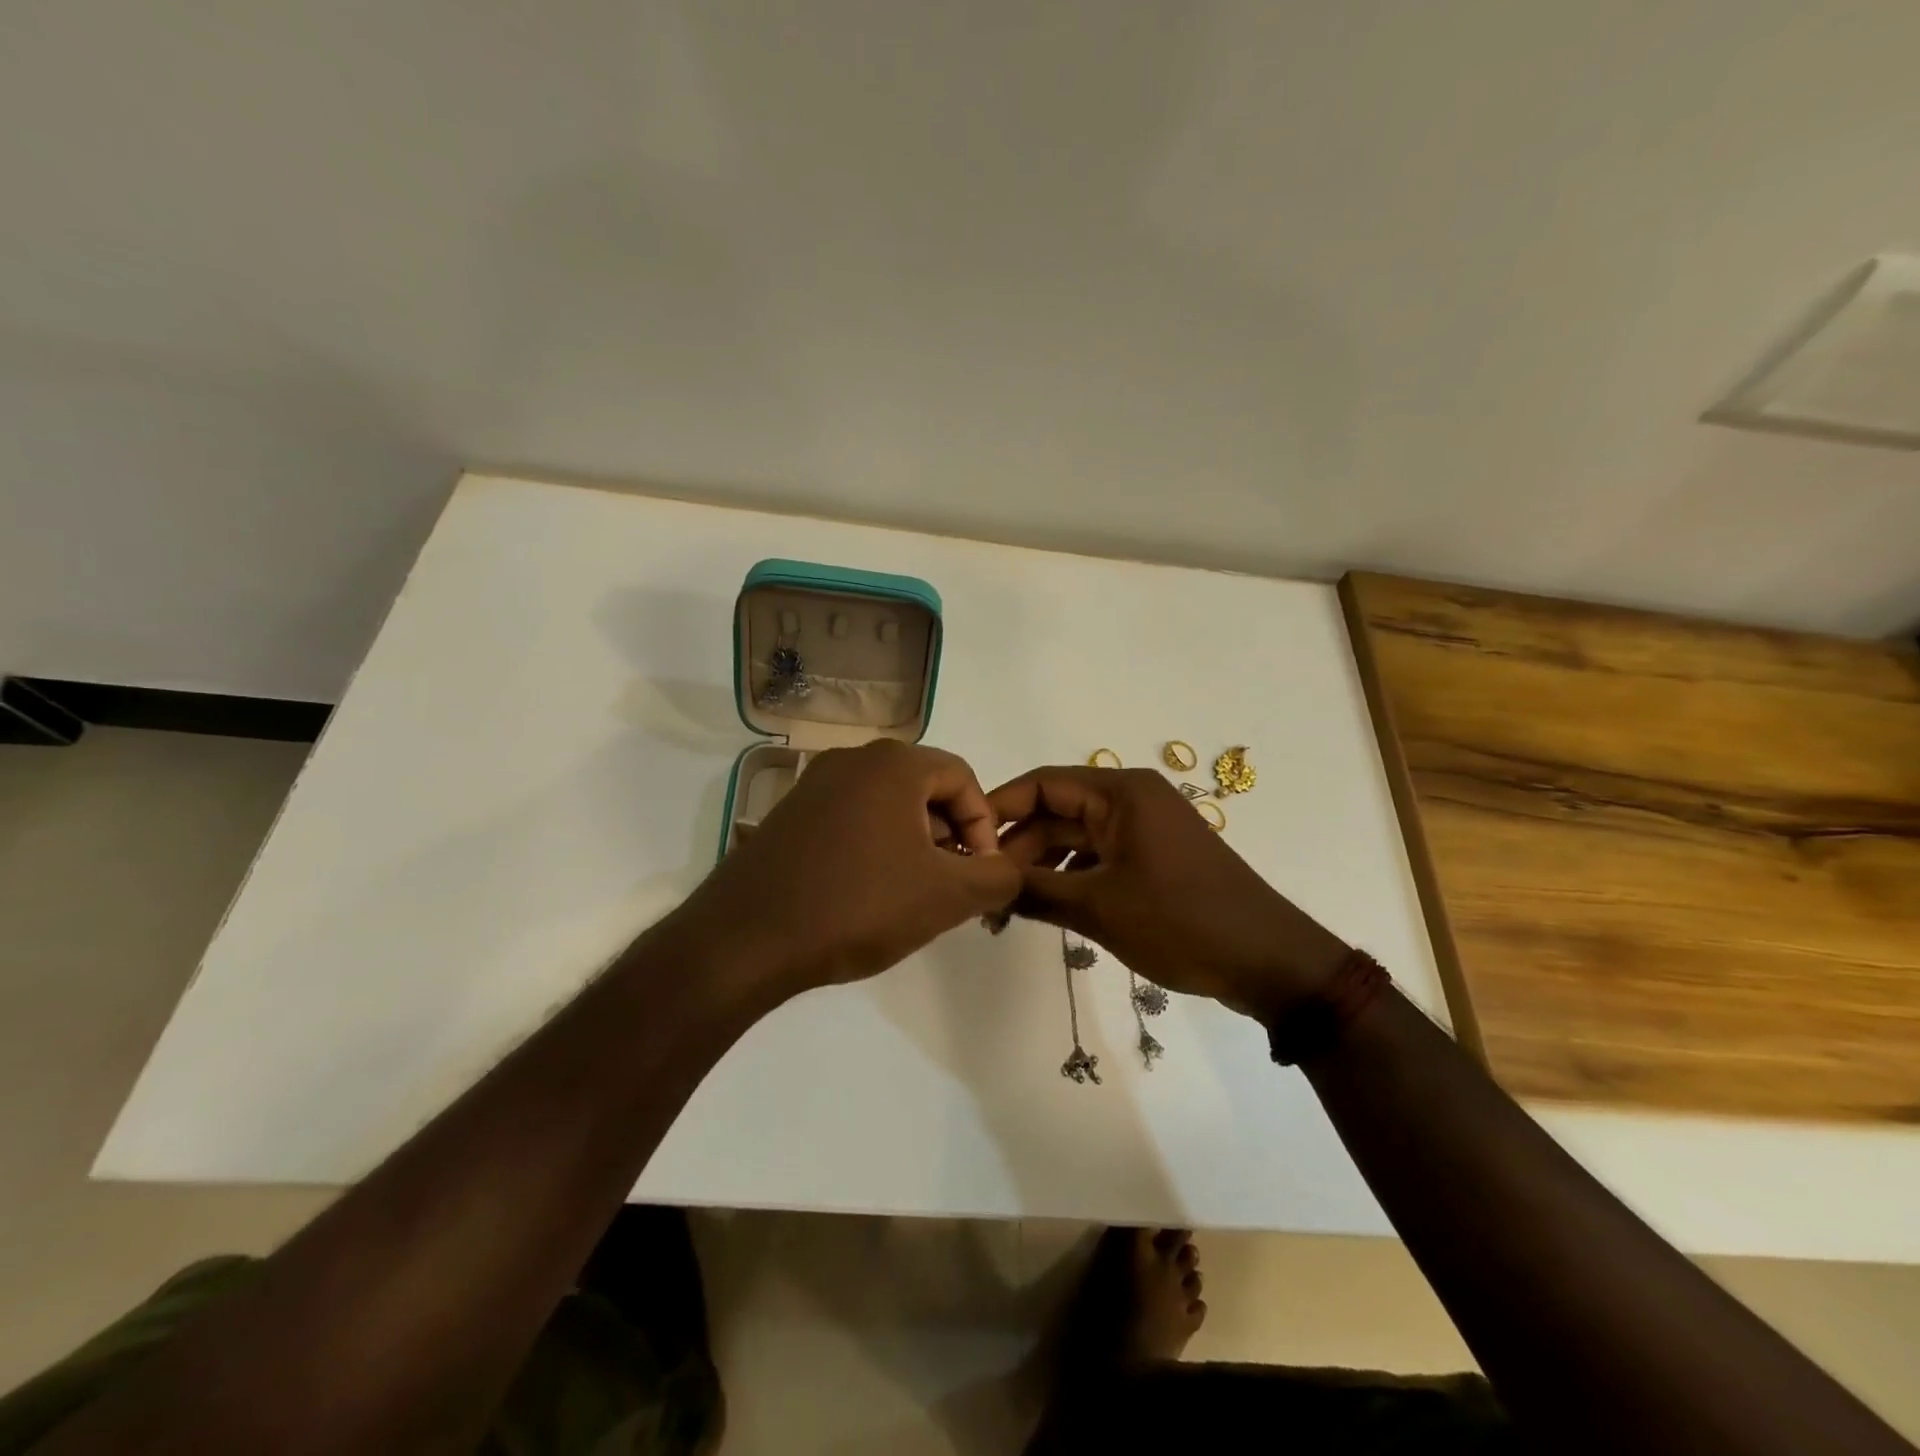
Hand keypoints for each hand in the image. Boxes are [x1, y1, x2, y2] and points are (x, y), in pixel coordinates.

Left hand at [682, 740, 1021, 995]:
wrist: (745, 939)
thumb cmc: (857, 905)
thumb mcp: (946, 896)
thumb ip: (997, 877)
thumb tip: (1006, 869)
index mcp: (893, 763)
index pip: (963, 777)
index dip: (983, 825)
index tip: (980, 873)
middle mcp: (852, 759)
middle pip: (924, 788)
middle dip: (949, 835)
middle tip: (949, 885)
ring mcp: (814, 785)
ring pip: (887, 805)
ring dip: (913, 843)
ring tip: (910, 895)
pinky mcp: (789, 814)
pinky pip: (851, 819)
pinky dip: (874, 847)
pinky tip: (865, 894)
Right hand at [988, 766, 1349, 1024]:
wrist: (1268, 960)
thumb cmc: (1181, 921)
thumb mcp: (1099, 907)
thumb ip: (1035, 890)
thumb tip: (985, 884)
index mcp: (1121, 793)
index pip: (1043, 783)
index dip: (1000, 808)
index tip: (964, 840)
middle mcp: (1131, 800)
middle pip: (1058, 811)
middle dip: (1020, 846)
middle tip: (985, 887)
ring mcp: (1145, 830)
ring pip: (1077, 836)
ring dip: (1043, 865)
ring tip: (1008, 903)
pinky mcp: (1154, 858)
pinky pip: (1100, 856)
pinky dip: (1072, 876)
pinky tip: (1047, 906)